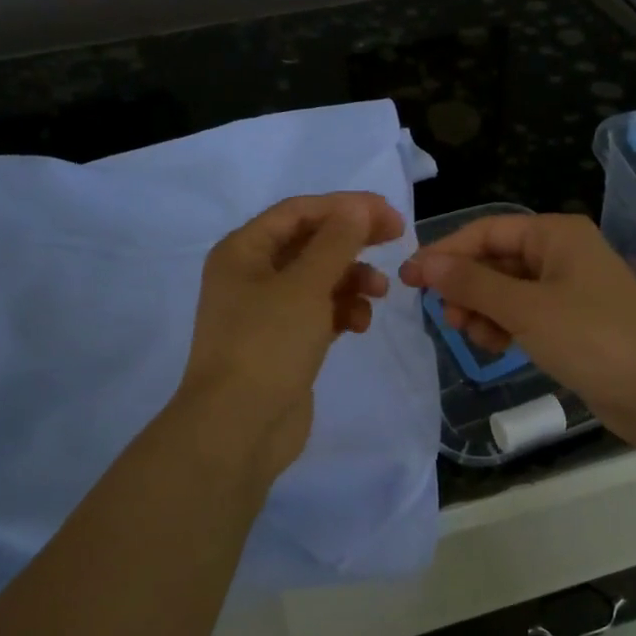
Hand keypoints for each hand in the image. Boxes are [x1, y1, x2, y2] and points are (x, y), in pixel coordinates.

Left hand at [178, 192, 404, 482]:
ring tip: (380, 293)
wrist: (238, 427)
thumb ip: (336, 243)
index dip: (344, 207)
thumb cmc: (267, 345)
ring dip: (351, 280)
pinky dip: (342, 312)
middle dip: (353, 242)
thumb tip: (358, 209)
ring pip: (319, 281)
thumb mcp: (305, 286)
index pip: (298, 212)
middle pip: (310, 244)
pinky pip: (319, 314)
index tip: (389, 214)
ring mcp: (267, 313)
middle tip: (396, 239)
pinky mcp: (284, 344)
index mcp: (243, 251)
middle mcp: (251, 276)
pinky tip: (359, 324)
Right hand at [400, 212, 635, 448]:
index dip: (446, 253)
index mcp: (555, 234)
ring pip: (507, 291)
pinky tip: (497, 346)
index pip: (486, 231)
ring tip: (474, 337)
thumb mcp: (525, 308)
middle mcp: (562, 254)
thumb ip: (472, 283)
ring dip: (483, 310)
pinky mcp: (573, 323)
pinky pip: (525, 315)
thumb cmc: (592, 337)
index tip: (411, 279)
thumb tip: (424, 262)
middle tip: (446, 318)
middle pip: (496, 260)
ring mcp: (569, 290)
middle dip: (466, 287)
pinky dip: (506, 327)